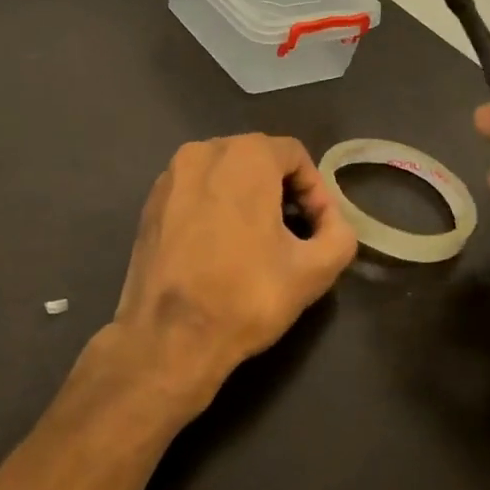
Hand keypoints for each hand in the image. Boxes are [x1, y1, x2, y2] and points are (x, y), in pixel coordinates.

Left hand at [90, 135, 357, 425]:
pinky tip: (218, 249)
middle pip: (256, 158)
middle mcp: (202, 152)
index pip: (294, 154)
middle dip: (280, 191)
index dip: (315, 189)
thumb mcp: (315, 269)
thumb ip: (340, 234)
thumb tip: (332, 222)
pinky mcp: (149, 203)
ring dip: (246, 198)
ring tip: (257, 242)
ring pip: (222, 174)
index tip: (318, 227)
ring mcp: (169, 176)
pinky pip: (194, 192)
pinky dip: (213, 208)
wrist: (169, 337)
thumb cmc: (246, 295)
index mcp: (244, 156)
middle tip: (293, 233)